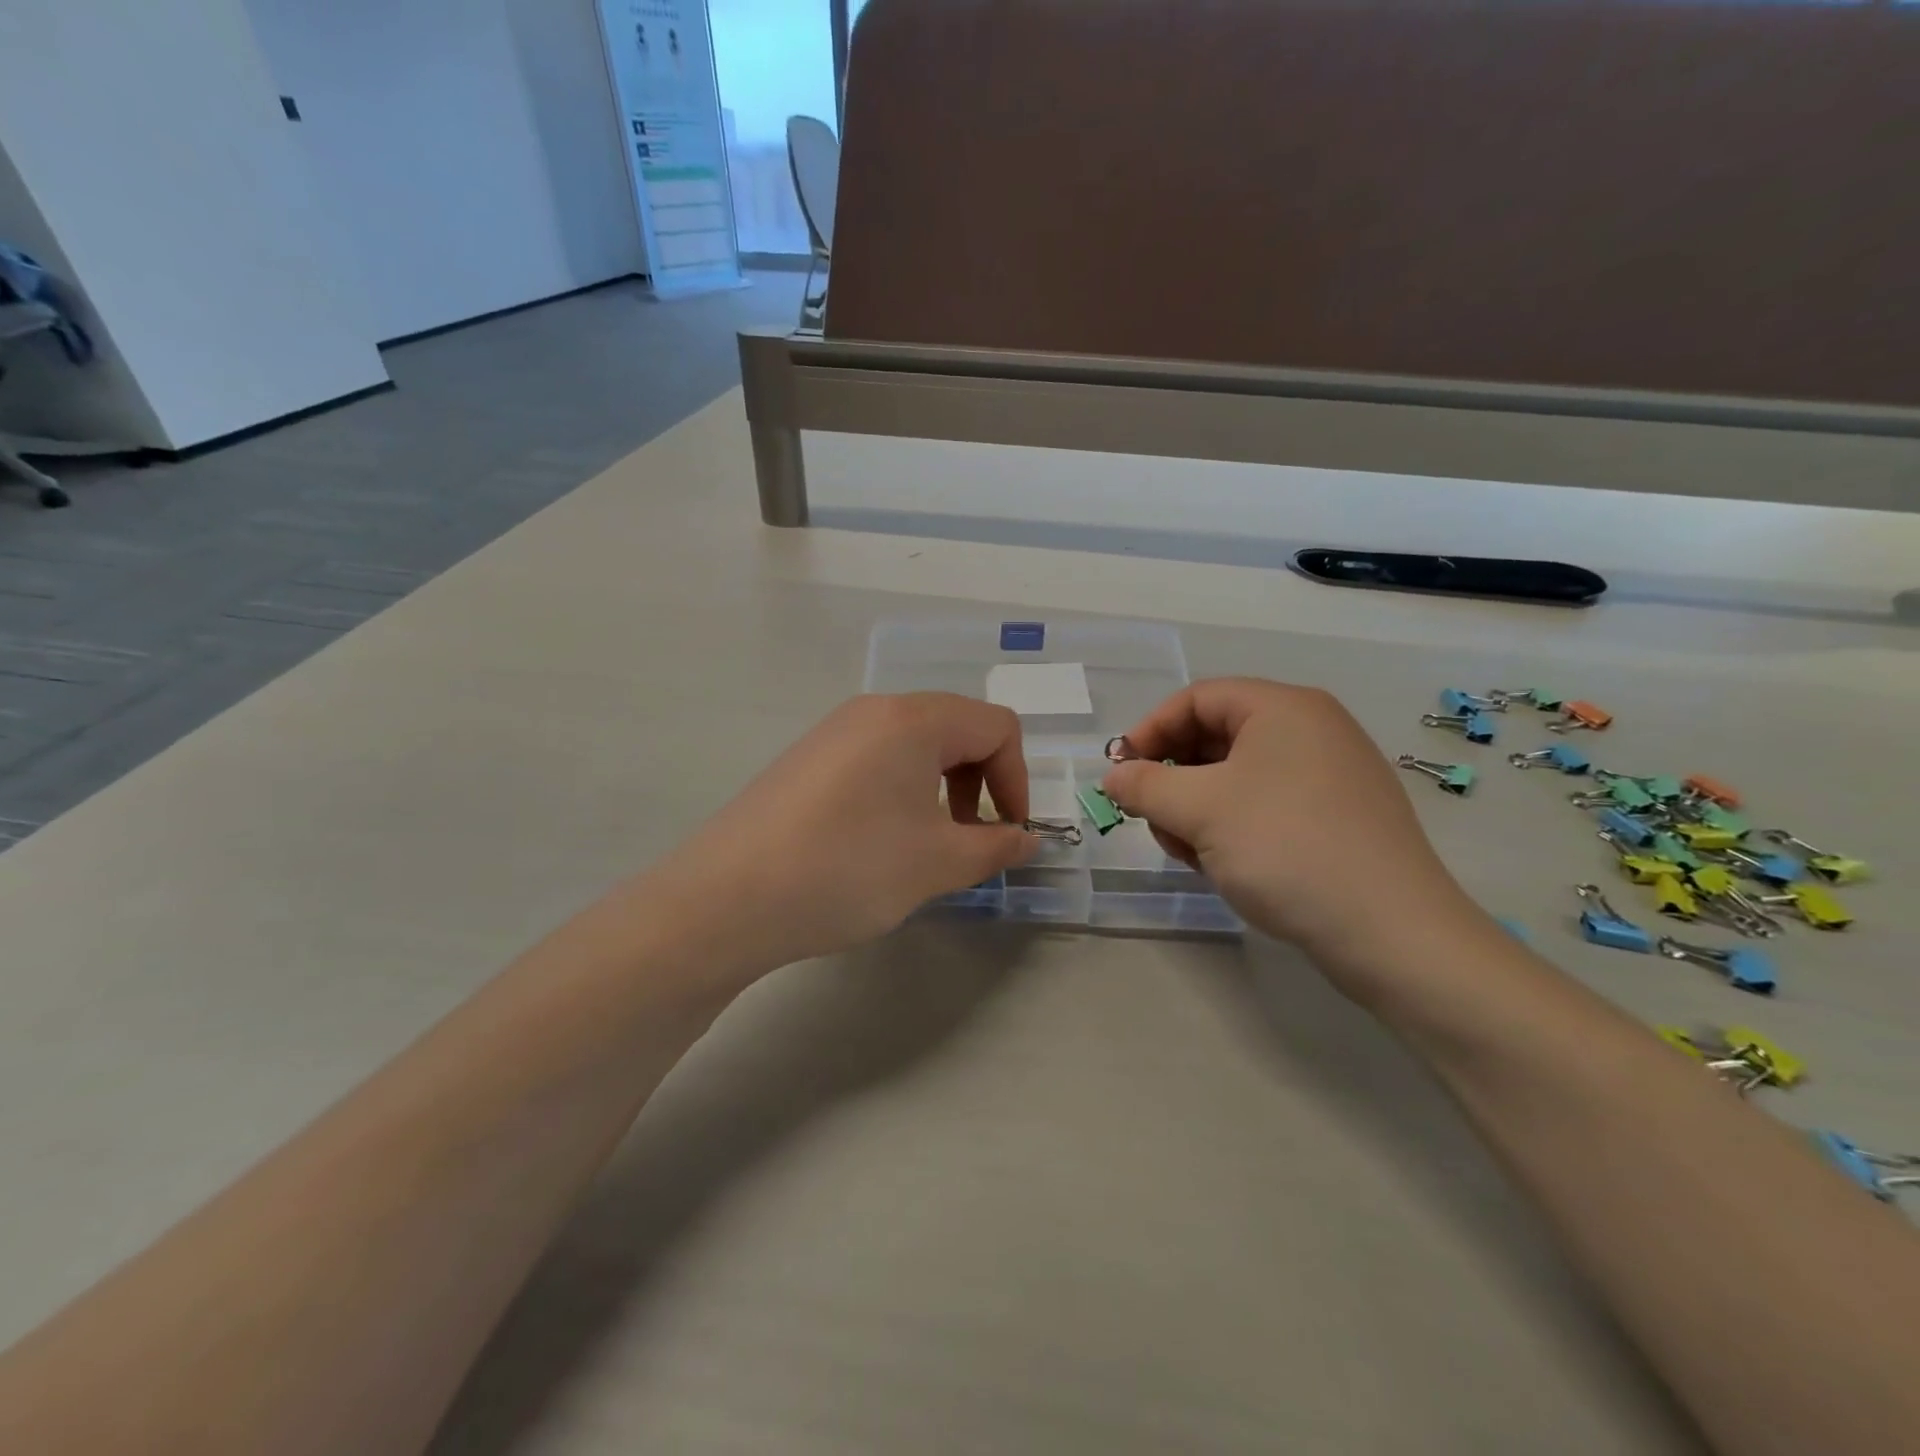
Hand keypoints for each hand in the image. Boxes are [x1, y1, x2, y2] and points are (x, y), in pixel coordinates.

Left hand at [647, 693, 1034, 973]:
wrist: (727, 900)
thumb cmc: (848, 869)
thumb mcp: (936, 863)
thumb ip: (996, 847)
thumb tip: (1029, 840)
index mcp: (912, 719)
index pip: (996, 726)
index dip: (1018, 779)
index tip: (1009, 833)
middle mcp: (872, 711)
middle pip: (956, 728)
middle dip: (982, 782)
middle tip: (971, 839)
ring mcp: (833, 732)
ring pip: (914, 746)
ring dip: (942, 789)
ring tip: (928, 844)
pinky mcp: (806, 760)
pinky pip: (875, 760)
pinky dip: (901, 792)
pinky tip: (880, 842)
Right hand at [1102, 678, 1482, 994]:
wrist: (1392, 934)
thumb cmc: (1286, 849)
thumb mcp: (1199, 811)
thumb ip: (1144, 785)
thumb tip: (1114, 775)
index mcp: (1283, 708)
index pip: (1196, 699)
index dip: (1149, 731)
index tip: (1121, 773)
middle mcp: (1312, 730)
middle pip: (1216, 736)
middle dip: (1173, 778)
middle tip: (1153, 819)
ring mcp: (1331, 775)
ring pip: (1238, 777)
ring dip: (1198, 809)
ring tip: (1191, 853)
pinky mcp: (1340, 817)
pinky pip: (1267, 804)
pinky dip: (1234, 826)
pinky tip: (1226, 865)